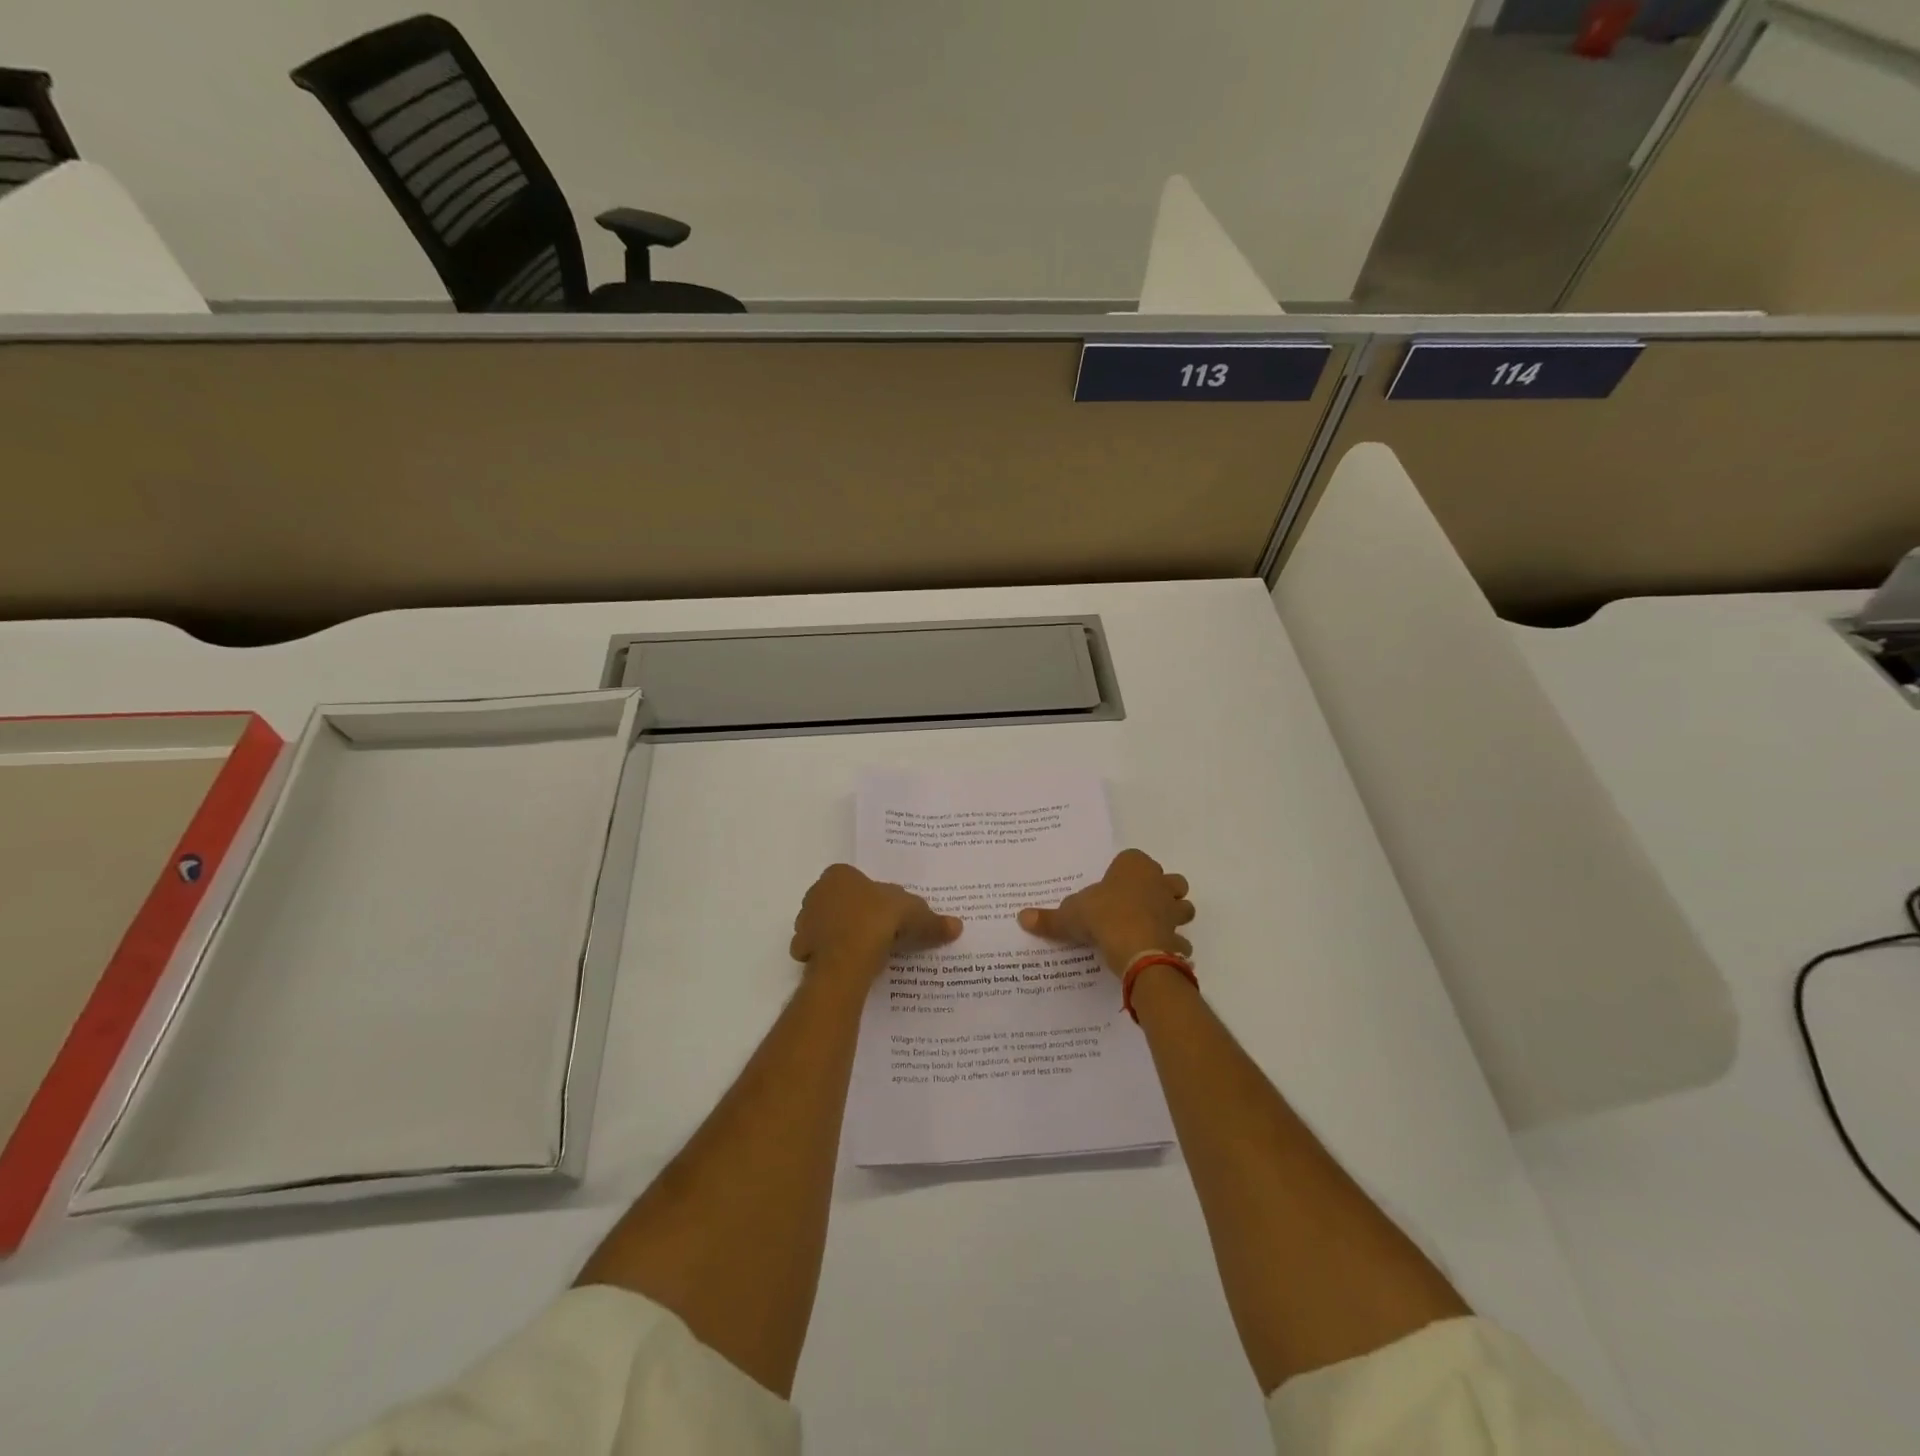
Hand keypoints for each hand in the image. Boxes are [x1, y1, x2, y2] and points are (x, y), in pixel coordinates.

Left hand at [790, 864, 961, 980]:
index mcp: (839, 874)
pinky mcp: (801, 949)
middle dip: (855, 915)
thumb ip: (932, 920)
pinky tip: (849, 967)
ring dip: (841, 936)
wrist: (847, 957)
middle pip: (839, 903)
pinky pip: (819, 952)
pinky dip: (832, 958)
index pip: (856, 881)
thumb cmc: (878, 920)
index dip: (872, 897)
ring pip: (827, 927)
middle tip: (879, 933)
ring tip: (867, 953)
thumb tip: (956, 926)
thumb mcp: (915, 915)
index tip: (887, 914)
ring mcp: (805, 922)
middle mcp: (817, 893)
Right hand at [1018, 849, 1192, 975]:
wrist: (1135, 949)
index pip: (1133, 859)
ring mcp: (1173, 910)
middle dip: (1160, 890)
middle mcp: (1159, 882)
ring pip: (1182, 906)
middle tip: (1137, 904)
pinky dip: (1172, 946)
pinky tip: (1156, 953)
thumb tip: (1021, 917)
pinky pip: (1179, 940)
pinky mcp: (1178, 936)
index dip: (1124, 872)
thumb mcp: (1070, 915)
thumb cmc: (1103, 917)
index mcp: (1134, 866)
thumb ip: (1049, 917)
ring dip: (1173, 915)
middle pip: (1169, 880)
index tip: (1111, 886)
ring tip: (1151, 927)